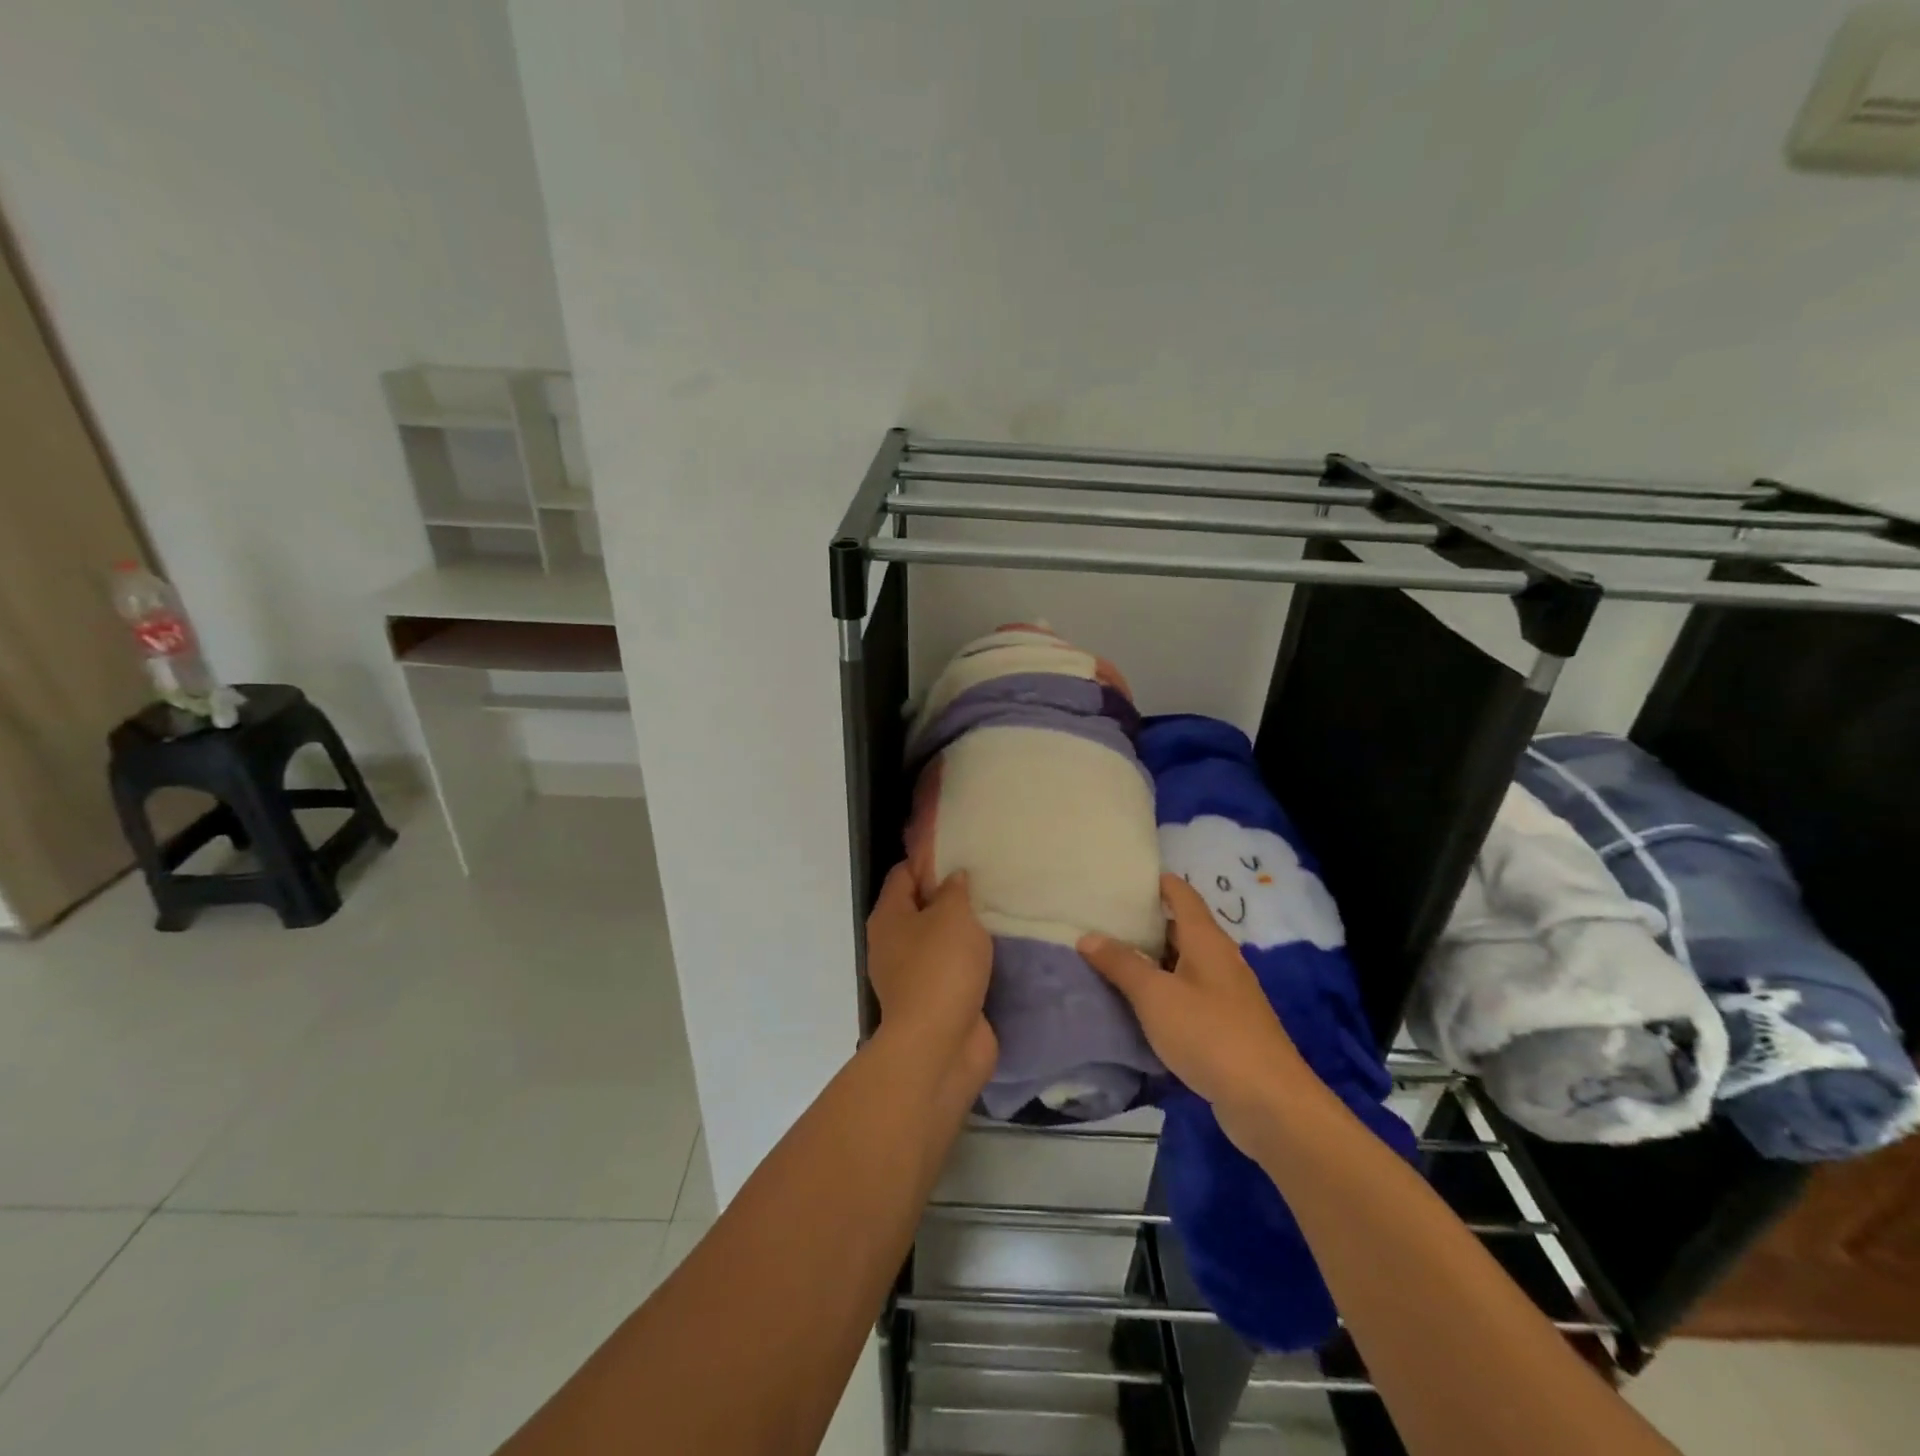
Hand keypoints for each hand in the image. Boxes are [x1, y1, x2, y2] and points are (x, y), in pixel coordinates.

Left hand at [866, 864, 996, 1084]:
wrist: (941, 1045)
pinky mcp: (935, 1001)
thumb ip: (954, 890)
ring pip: (939, 940)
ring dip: (963, 930)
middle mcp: (893, 944)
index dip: (928, 859)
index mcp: (889, 917)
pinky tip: (999, 948)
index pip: (904, 874)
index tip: (960, 848)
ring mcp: (912, 976)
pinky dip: (972, 960)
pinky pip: (954, 969)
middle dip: (950, 894)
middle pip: (920, 907)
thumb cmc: (941, 968)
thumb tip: (953, 878)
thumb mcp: (952, 915)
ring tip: (998, 909)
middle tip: (986, 878)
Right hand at [1079, 874, 1312, 1154]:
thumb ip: (1121, 963)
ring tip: (1108, 959)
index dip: (1155, 882)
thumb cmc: (1210, 1035)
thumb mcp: (1155, 996)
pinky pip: (1187, 995)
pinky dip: (1162, 992)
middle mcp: (1219, 959)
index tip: (1120, 877)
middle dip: (1144, 923)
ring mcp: (1226, 994)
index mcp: (1207, 940)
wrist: (1268, 1102)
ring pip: (1182, 964)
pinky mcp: (1226, 1026)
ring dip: (1150, 961)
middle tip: (1100, 920)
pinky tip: (1136, 1005)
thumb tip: (1088, 936)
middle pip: (1180, 928)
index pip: (1181, 894)